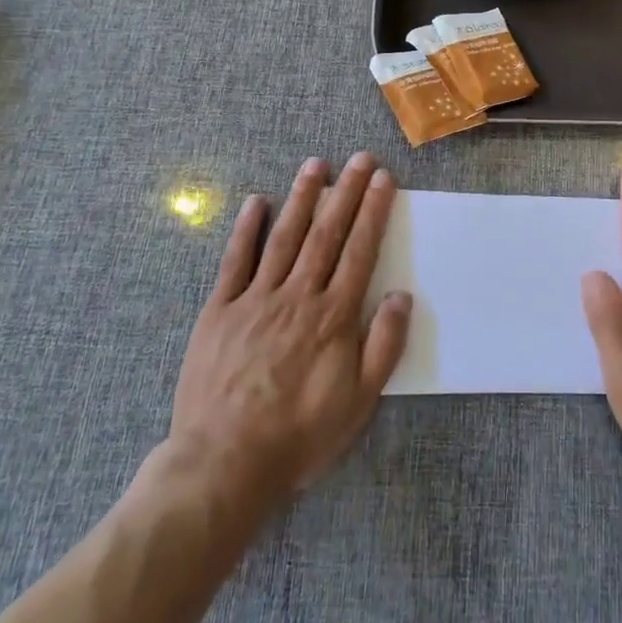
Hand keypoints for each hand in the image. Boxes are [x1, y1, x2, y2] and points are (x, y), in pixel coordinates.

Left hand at [164, 153, 410, 504]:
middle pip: (326, 233)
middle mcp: (298, 296)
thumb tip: (402, 296)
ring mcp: (256, 299)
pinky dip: (247, 229)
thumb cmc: (299, 435)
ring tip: (316, 165)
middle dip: (346, 192)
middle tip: (359, 158)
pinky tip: (257, 202)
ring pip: (284, 237)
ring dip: (302, 198)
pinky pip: (235, 261)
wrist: (224, 464)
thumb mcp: (358, 402)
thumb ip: (383, 346)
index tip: (383, 179)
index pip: (359, 250)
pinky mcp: (220, 311)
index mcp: (333, 316)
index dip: (373, 211)